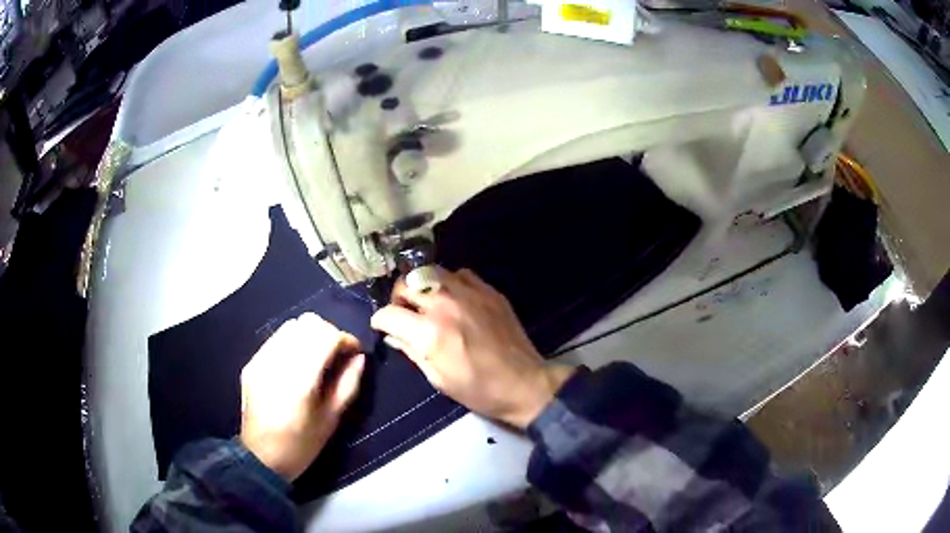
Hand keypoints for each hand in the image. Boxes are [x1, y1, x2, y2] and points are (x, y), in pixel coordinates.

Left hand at [239, 313, 364, 480]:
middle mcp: (279, 362)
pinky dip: (292, 342)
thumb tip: (359, 358)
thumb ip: (348, 384)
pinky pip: (276, 339)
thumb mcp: (332, 419)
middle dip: (329, 333)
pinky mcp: (252, 363)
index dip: (346, 339)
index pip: (327, 336)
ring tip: (317, 357)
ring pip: (291, 326)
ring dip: (310, 335)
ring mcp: (262, 360)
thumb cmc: (302, 444)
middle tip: (337, 354)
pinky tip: (297, 363)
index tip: (354, 352)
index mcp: (301, 379)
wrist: (262, 457)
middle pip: (309, 323)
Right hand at [371, 268, 574, 428]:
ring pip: (429, 272)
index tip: (383, 327)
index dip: (380, 321)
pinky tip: (454, 298)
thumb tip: (392, 335)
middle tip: (404, 314)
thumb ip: (410, 351)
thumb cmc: (477, 389)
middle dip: (397, 300)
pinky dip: (449, 283)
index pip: (388, 313)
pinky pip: (459, 274)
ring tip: (427, 303)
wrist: (523, 383)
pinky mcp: (488, 290)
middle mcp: (444, 304)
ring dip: (421, 287)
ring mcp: (468, 293)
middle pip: (405, 285)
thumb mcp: (437, 378)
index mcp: (429, 332)